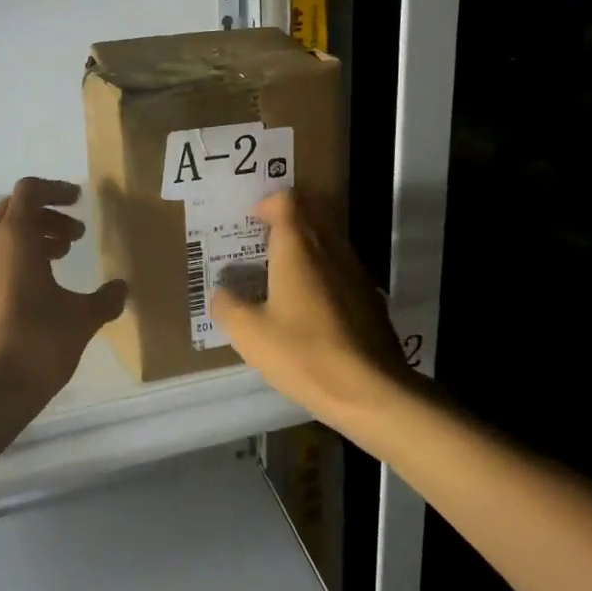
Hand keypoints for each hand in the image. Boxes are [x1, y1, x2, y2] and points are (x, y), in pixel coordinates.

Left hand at [0, 177, 127, 408]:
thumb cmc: (37, 345)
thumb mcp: (82, 319)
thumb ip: (105, 298)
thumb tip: (121, 289)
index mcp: (13, 240)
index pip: (29, 191)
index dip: (55, 190)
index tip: (79, 201)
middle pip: (13, 212)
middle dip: (46, 217)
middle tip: (75, 236)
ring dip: (30, 240)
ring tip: (59, 260)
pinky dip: (13, 262)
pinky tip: (34, 292)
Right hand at [212, 191, 410, 427]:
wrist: (370, 389)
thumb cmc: (303, 353)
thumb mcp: (250, 334)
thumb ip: (228, 306)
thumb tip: (221, 292)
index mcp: (299, 247)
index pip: (287, 201)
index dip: (267, 204)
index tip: (251, 223)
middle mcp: (330, 248)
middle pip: (310, 215)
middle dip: (285, 223)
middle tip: (261, 247)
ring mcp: (355, 271)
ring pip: (328, 241)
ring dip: (305, 249)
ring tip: (281, 278)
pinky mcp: (370, 296)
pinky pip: (341, 268)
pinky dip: (322, 273)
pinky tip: (309, 307)